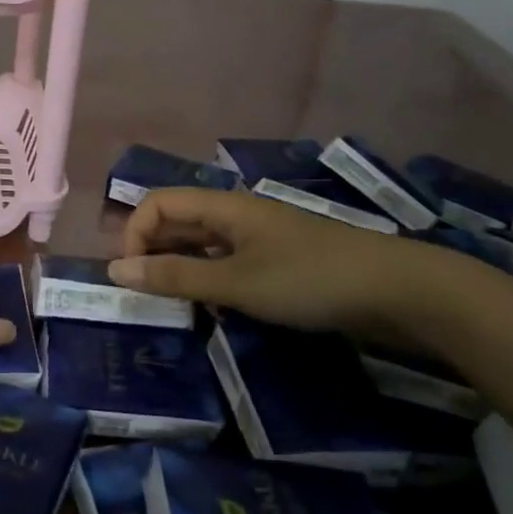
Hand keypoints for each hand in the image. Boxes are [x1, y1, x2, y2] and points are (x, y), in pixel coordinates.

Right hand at [107, 188, 455, 338]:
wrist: (397, 291)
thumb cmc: (309, 280)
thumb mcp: (235, 282)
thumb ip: (175, 276)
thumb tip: (115, 270)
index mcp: (223, 206)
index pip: (157, 204)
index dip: (134, 234)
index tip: (131, 278)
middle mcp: (236, 214)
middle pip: (178, 221)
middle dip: (153, 253)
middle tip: (145, 296)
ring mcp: (260, 238)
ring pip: (202, 245)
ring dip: (181, 269)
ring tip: (175, 306)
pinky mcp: (278, 261)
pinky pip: (228, 263)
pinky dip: (211, 281)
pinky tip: (216, 309)